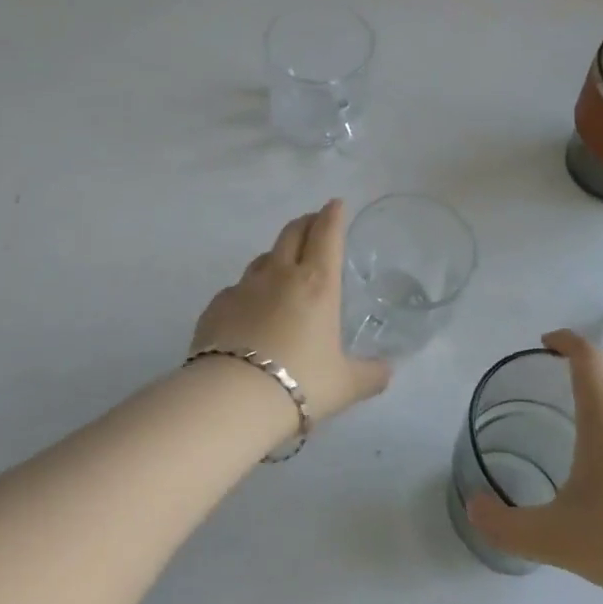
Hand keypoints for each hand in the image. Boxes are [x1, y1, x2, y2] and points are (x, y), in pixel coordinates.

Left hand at [191, 200, 391, 422]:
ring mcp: (243, 288)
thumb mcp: (346, 385)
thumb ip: (371, 375)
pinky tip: (249, 309)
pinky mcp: (215, 306)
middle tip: (313, 222)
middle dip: (305, 223)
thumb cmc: (301, 384)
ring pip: (262, 258)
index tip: (336, 204)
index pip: (327, 235)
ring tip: (282, 265)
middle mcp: (279, 276)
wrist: (233, 398)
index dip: (333, 216)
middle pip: (292, 234)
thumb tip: (387, 370)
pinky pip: (236, 289)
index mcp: (317, 284)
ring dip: (276, 255)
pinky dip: (248, 291)